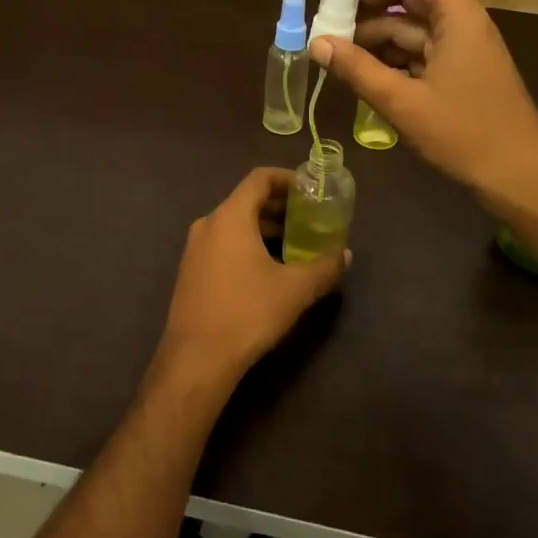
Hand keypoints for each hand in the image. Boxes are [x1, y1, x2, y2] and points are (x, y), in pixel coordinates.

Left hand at [154, 168, 347, 390]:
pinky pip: (223, 243)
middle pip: (247, 200)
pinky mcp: (191, 271)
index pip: (259, 179)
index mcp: (230, 217)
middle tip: (310, 217)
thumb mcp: (295, 290)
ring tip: (295, 243)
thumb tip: (346, 254)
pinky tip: (269, 268)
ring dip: (265, 227)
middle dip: (280, 205)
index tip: (311, 189)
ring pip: (235, 224)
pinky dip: (248, 243)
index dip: (287, 178)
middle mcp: (208, 224)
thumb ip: (324, 267)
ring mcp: (195, 248)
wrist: (196, 358)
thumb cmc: (247, 313)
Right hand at [311, 0, 537, 202]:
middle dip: (363, 1)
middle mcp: (458, 21)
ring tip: (333, 50)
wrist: (519, 178)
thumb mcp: (403, 102)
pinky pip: (415, 50)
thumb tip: (317, 43)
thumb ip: (358, 69)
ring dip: (371, 33)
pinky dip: (386, 56)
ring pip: (407, 25)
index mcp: (455, 14)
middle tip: (325, 19)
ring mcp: (459, 48)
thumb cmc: (465, 134)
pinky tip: (359, 71)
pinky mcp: (456, 72)